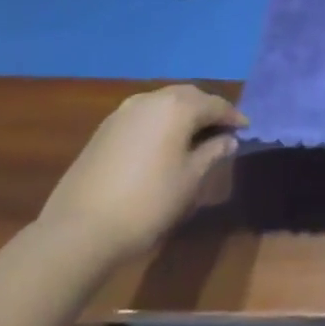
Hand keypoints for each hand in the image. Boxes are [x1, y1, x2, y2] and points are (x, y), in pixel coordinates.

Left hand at [38, 85, 245, 260]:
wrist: (79, 229)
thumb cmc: (147, 202)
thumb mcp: (190, 180)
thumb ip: (213, 153)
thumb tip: (228, 140)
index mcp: (177, 107)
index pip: (215, 104)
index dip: (233, 116)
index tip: (246, 129)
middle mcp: (151, 99)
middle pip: (188, 96)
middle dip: (208, 109)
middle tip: (222, 130)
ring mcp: (123, 112)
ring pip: (163, 103)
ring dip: (182, 114)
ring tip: (193, 137)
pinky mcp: (104, 129)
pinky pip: (144, 115)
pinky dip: (160, 122)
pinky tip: (162, 144)